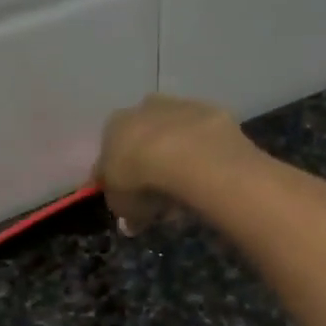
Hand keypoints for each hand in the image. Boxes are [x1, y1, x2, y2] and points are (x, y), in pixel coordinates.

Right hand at [93, 94, 254, 233]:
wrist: (188, 156)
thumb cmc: (142, 180)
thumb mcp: (122, 205)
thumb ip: (124, 208)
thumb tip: (131, 219)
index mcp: (114, 126)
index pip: (112, 153)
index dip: (122, 178)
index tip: (132, 198)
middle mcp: (144, 108)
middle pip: (145, 138)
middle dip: (151, 163)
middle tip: (161, 194)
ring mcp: (180, 106)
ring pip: (176, 134)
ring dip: (179, 156)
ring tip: (189, 189)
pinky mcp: (213, 112)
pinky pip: (204, 138)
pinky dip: (205, 155)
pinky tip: (209, 177)